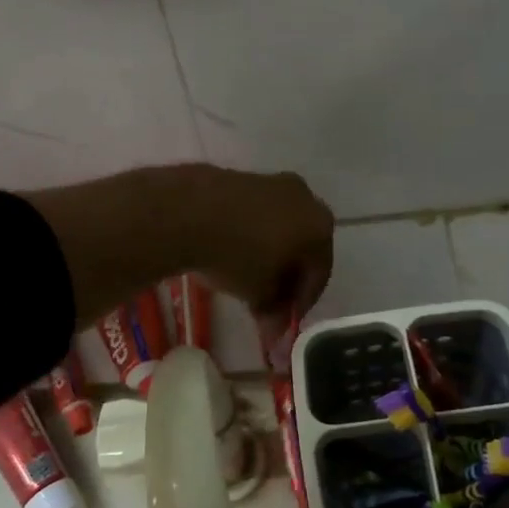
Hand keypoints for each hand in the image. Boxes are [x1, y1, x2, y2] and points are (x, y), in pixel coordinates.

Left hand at [183, 168, 333, 360]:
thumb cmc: (237, 256)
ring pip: (279, 228)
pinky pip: (256, 214)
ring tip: (247, 278)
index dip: (302, 301)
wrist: (189, 211)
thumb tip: (276, 330)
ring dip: (269, 254)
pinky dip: (251, 234)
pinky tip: (231, 251)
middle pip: (302, 247)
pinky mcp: (243, 177)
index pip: (319, 273)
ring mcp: (273, 183)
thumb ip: (273, 311)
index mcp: (320, 227)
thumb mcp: (258, 293)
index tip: (285, 320)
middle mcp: (306, 199)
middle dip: (287, 276)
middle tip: (269, 301)